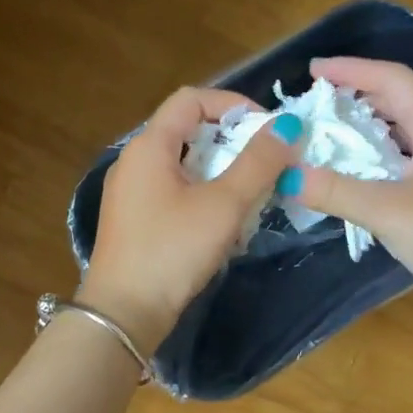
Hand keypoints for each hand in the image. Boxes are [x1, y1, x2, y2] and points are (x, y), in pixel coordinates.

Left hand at [80, 87, 301, 353]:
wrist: (123, 314)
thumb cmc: (172, 251)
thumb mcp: (223, 205)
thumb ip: (258, 163)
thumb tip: (288, 126)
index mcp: (149, 146)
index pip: (191, 99)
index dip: (233, 104)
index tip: (267, 129)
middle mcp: (134, 161)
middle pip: (188, 130)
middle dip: (231, 141)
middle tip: (266, 163)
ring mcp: (129, 192)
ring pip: (183, 164)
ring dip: (220, 171)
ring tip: (251, 193)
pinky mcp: (133, 220)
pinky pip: (172, 191)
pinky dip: (202, 194)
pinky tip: (223, 222)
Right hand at [295, 56, 412, 301]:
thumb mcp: (384, 209)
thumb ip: (333, 190)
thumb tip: (286, 175)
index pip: (393, 79)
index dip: (351, 69)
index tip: (313, 70)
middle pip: (399, 98)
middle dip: (357, 94)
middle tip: (318, 102)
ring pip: (403, 127)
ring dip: (368, 124)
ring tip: (331, 130)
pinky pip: (405, 154)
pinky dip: (377, 152)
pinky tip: (357, 168)